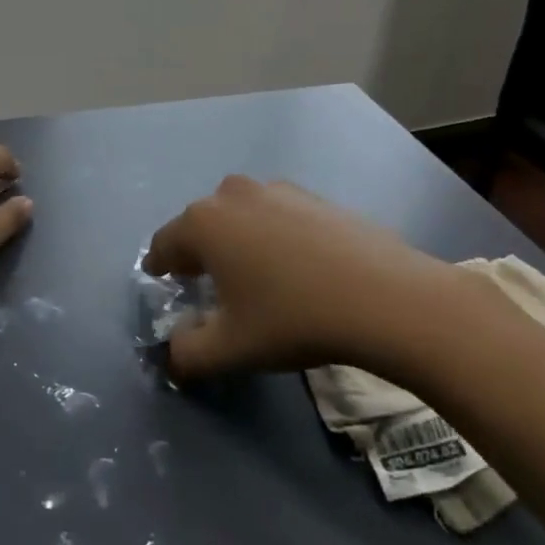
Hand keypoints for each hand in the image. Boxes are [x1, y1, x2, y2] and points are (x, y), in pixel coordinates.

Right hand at [143, 176, 471, 380]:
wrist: (386, 298)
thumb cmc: (293, 319)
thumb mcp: (230, 349)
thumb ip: (187, 354)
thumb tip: (174, 353)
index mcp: (203, 223)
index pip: (163, 243)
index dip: (158, 266)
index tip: (161, 281)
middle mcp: (232, 194)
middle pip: (200, 224)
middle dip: (196, 252)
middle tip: (205, 284)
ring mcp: (277, 190)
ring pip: (239, 215)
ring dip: (235, 240)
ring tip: (252, 275)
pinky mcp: (314, 196)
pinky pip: (275, 215)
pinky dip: (272, 235)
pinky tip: (294, 267)